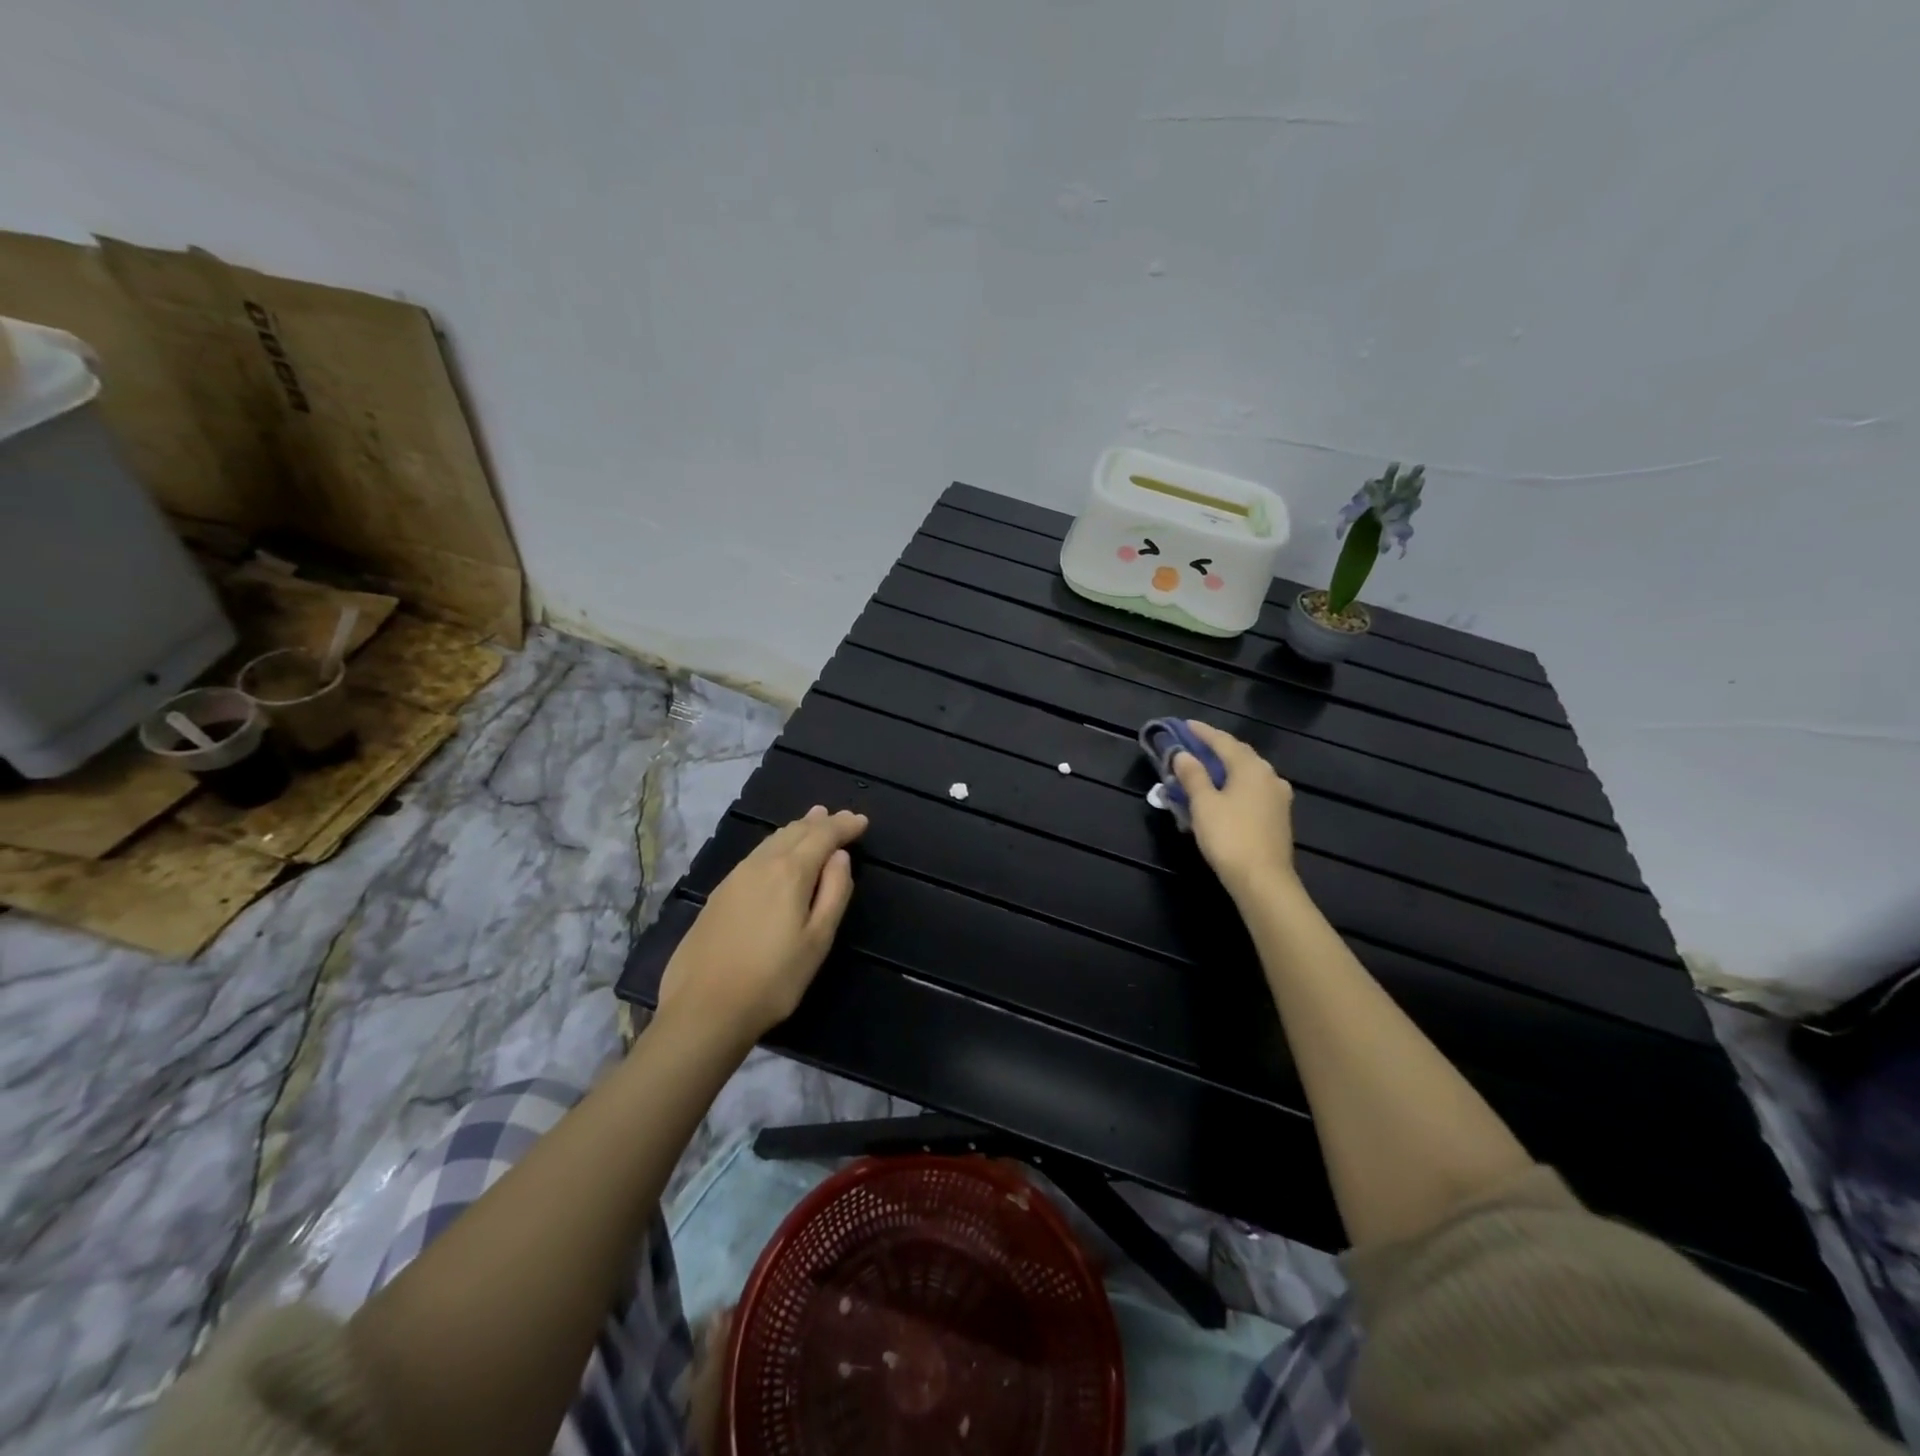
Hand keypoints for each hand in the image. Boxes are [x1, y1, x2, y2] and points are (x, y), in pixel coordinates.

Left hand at [657, 806, 868, 1040]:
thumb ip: (834, 893)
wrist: (703, 1008)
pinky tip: (777, 853)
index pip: (823, 836)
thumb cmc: (773, 979)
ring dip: (796, 829)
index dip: (844, 826)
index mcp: (790, 872)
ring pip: (772, 840)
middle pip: (795, 832)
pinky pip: (756, 854)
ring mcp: (735, 877)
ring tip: (811, 823)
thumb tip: (840, 857)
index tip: (861, 821)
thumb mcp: (818, 940)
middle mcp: (761, 864)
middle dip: (820, 823)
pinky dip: (776, 845)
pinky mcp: (719, 894)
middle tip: (839, 817)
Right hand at [1171, 721, 1297, 897]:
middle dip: (1215, 748)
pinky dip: (1235, 784)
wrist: (1263, 880)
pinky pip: (1253, 790)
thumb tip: (1182, 755)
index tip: (1185, 725)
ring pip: (1248, 773)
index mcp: (1251, 768)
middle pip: (1239, 754)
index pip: (1223, 741)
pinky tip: (1224, 792)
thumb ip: (1193, 775)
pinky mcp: (1278, 816)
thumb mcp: (1203, 804)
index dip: (1202, 732)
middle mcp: (1269, 776)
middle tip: (1193, 745)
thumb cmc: (1229, 837)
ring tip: (1206, 768)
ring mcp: (1278, 797)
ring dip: (1226, 767)